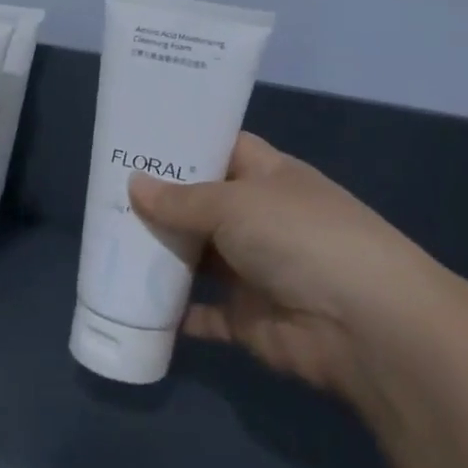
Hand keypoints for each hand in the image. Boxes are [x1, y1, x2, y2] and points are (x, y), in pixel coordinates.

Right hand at [128, 133, 452, 401]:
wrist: (364, 326)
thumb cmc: (301, 237)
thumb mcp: (236, 204)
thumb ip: (182, 199)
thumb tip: (134, 184)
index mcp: (269, 176)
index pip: (221, 148)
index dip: (183, 144)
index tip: (135, 140)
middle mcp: (261, 219)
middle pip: (201, 205)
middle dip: (158, 202)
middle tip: (103, 194)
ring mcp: (254, 269)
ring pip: (196, 258)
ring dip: (159, 254)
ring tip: (104, 241)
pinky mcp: (246, 317)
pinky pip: (199, 312)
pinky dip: (170, 311)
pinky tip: (129, 300)